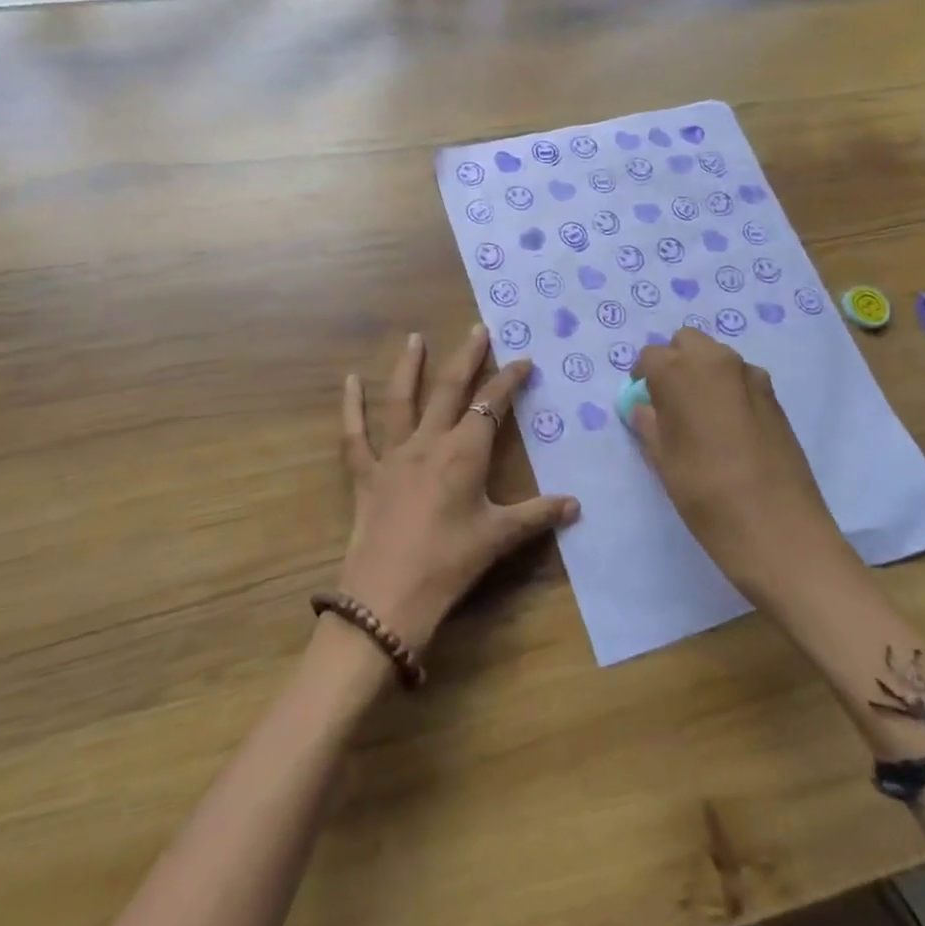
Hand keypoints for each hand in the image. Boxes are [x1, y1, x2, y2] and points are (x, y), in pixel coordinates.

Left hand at [336, 327, 579, 651]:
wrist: (388, 597)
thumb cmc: (449, 564)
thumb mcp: (498, 538)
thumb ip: (537, 516)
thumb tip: (575, 505)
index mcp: (464, 454)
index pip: (492, 405)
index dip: (509, 380)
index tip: (523, 360)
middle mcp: (429, 442)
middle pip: (449, 389)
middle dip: (467, 357)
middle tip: (477, 328)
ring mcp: (393, 455)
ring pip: (401, 400)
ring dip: (409, 366)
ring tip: (415, 338)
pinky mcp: (365, 474)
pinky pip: (354, 435)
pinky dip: (351, 407)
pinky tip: (349, 380)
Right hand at [630, 328, 840, 600]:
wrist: (777, 528)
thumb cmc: (704, 492)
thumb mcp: (662, 459)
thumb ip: (649, 424)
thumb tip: (644, 409)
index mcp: (679, 371)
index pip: (650, 356)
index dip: (642, 377)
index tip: (642, 401)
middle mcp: (716, 361)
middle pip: (687, 342)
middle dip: (674, 362)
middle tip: (669, 401)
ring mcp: (751, 377)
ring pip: (717, 358)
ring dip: (703, 374)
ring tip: (701, 417)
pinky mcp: (775, 397)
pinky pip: (741, 380)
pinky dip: (729, 391)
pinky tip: (730, 430)